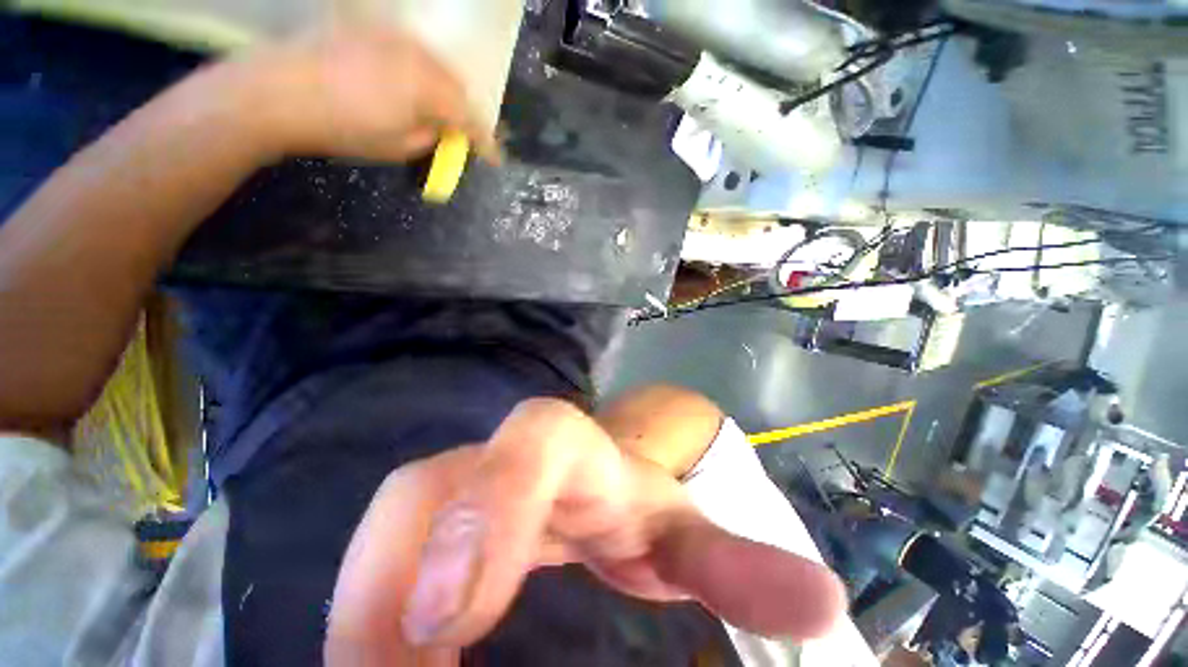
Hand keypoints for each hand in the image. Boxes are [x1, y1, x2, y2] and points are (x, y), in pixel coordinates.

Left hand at [222, 24, 499, 162]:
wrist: (278, 91)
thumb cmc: (343, 127)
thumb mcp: (398, 146)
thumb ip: (432, 136)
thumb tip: (445, 130)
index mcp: (429, 89)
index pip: (471, 118)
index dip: (486, 142)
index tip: (494, 159)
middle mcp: (419, 55)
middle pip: (458, 87)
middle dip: (465, 114)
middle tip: (463, 136)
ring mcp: (394, 38)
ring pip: (437, 68)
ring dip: (444, 93)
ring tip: (437, 114)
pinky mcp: (372, 30)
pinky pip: (413, 55)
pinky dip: (421, 76)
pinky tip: (409, 90)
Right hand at [324, 398, 845, 663]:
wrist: (598, 478)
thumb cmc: (636, 500)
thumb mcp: (683, 533)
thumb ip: (737, 565)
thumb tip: (823, 603)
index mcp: (568, 447)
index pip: (529, 442)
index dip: (485, 509)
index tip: (450, 618)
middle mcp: (503, 457)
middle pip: (423, 493)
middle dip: (391, 588)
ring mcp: (462, 484)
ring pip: (388, 532)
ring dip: (373, 615)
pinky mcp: (437, 519)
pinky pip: (381, 563)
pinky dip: (374, 620)